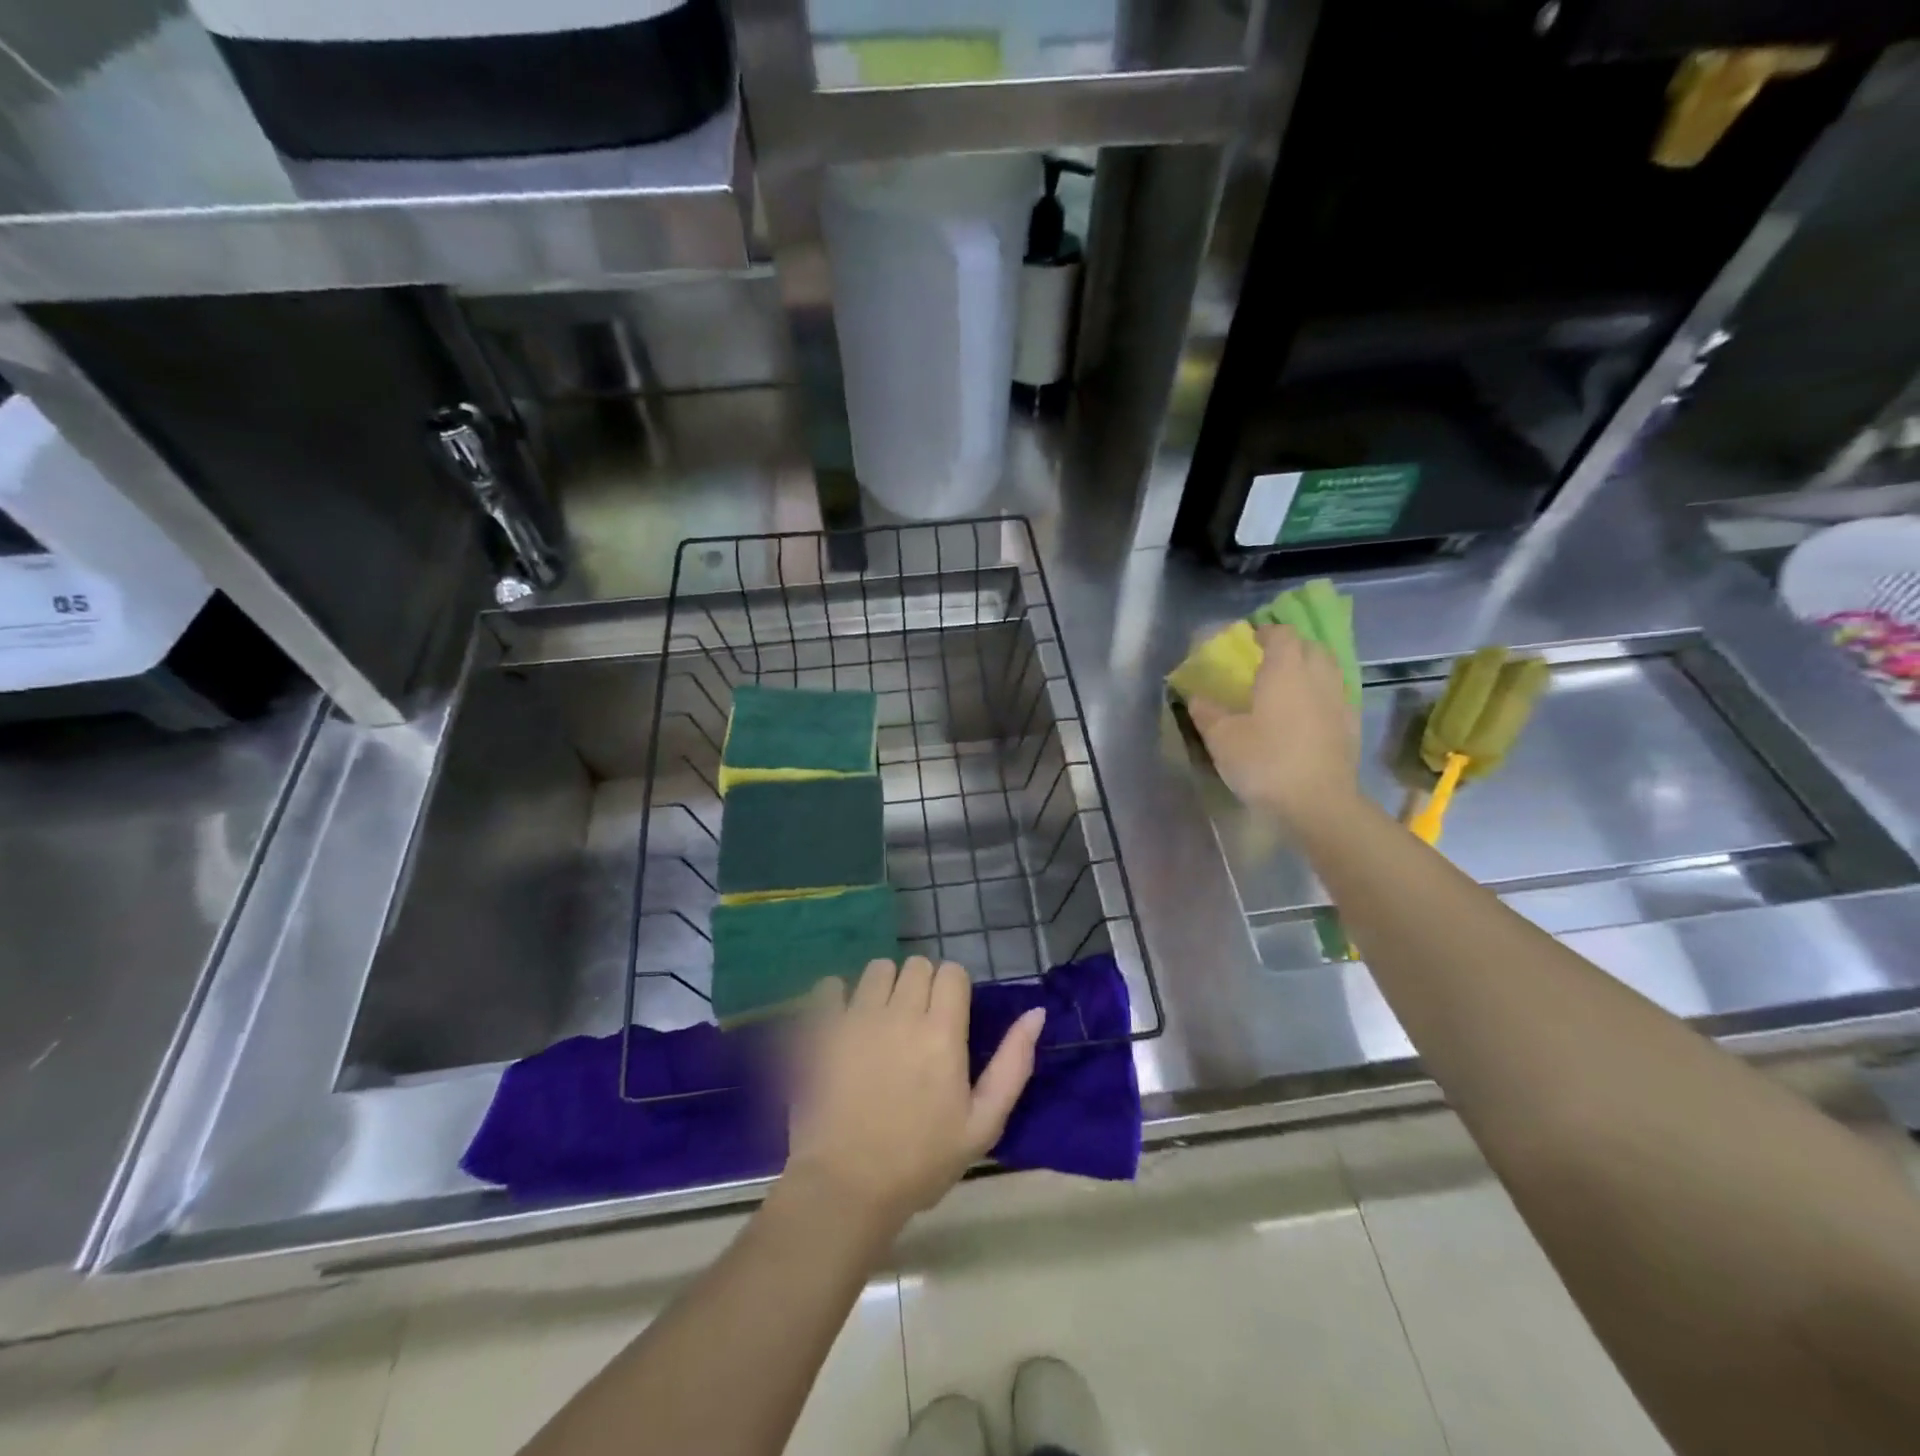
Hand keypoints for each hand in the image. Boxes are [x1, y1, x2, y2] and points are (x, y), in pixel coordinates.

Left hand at [785, 957, 1044, 1231]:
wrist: (847, 1188)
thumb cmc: (921, 1162)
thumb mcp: (983, 1124)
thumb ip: (1013, 1064)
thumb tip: (1036, 1013)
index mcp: (942, 1032)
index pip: (952, 972)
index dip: (954, 989)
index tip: (951, 1016)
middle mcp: (900, 1012)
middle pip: (916, 965)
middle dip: (922, 985)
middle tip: (918, 1023)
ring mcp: (857, 1018)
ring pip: (877, 969)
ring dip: (884, 987)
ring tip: (882, 1021)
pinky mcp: (822, 1030)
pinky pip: (829, 986)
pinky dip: (837, 995)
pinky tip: (843, 1019)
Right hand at [1186, 623, 1361, 831]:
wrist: (1319, 804)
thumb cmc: (1265, 762)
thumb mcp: (1222, 738)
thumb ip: (1207, 712)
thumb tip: (1196, 696)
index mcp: (1285, 670)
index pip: (1282, 634)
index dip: (1266, 632)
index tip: (1250, 641)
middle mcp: (1318, 678)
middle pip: (1311, 647)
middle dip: (1291, 648)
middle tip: (1268, 663)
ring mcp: (1340, 702)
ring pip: (1328, 671)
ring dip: (1309, 671)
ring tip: (1288, 688)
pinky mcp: (1350, 727)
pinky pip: (1336, 697)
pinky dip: (1321, 696)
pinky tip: (1306, 716)